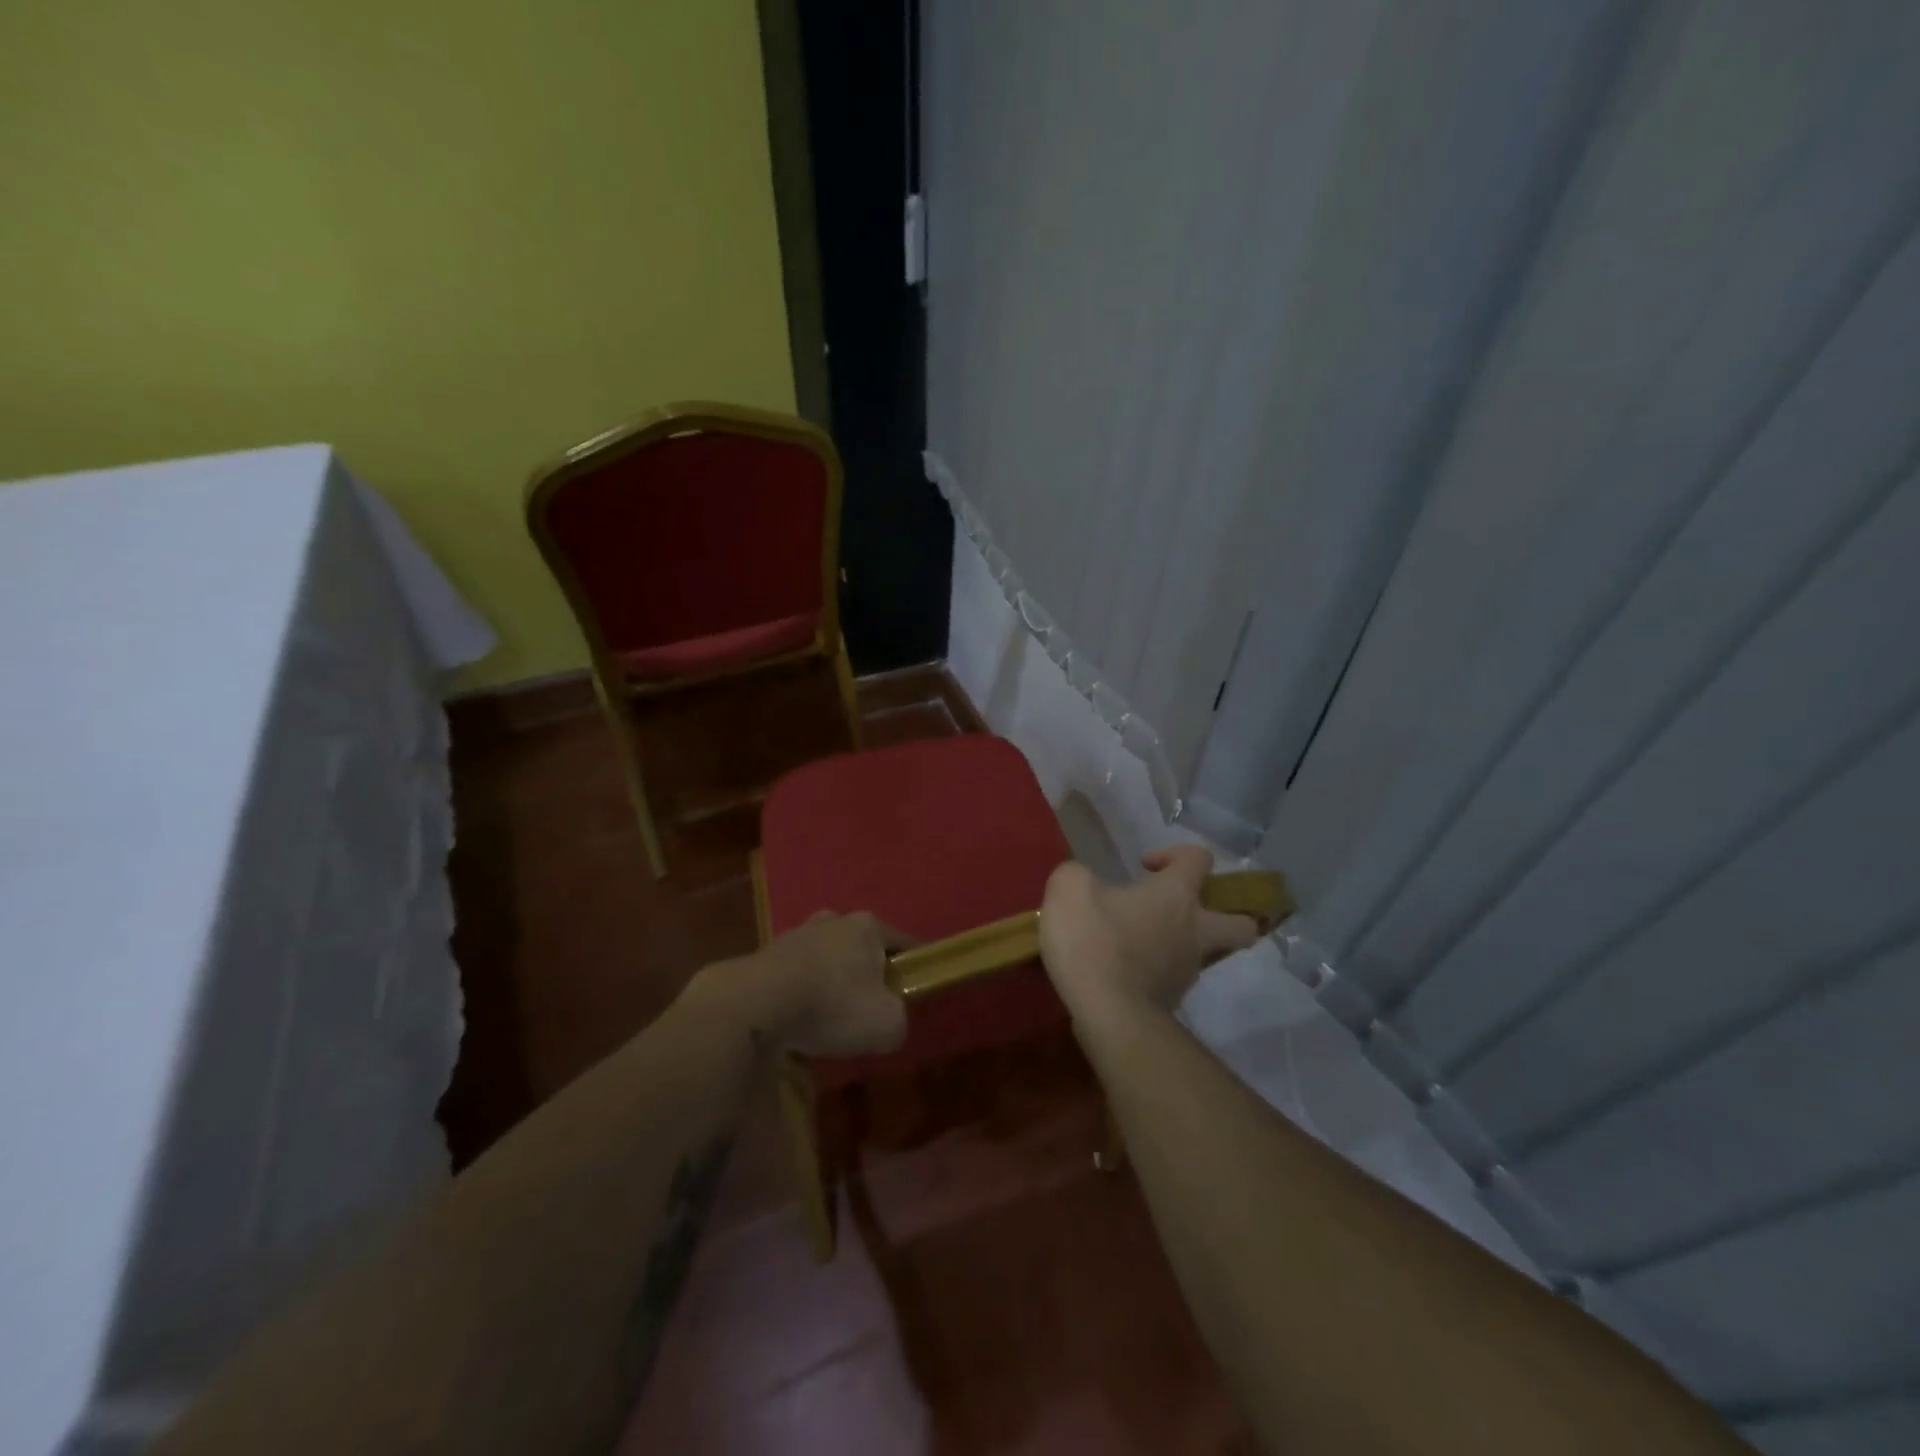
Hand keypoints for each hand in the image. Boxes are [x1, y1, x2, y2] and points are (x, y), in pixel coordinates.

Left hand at [735, 911, 913, 1057]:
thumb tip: (890, 1021)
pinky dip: (802, 992)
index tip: (915, 990)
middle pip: (861, 948)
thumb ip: (899, 1020)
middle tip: (869, 1006)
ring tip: (830, 1017)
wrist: (755, 1005)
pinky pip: (797, 974)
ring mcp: (796, 934)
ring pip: (826, 958)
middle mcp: (833, 920)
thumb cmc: (832, 1005)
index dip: (912, 967)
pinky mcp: (766, 954)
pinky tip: (799, 1019)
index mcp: (867, 926)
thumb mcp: (887, 1024)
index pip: (903, 943)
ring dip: (831, 981)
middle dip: (867, 973)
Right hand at [1039, 845, 1260, 1018]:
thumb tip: (1083, 879)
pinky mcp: (1172, 1001)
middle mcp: (1194, 931)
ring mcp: (1187, 971)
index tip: (1144, 867)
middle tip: (1185, 910)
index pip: (1199, 859)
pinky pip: (1174, 978)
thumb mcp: (1069, 890)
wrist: (1108, 1015)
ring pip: (1205, 953)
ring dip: (1183, 943)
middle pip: (1240, 924)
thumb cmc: (1094, 942)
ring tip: (1141, 941)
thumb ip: (1077, 874)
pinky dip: (1158, 970)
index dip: (1175, 854)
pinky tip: (1125, 968)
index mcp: (1176, 895)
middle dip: (1226, 914)